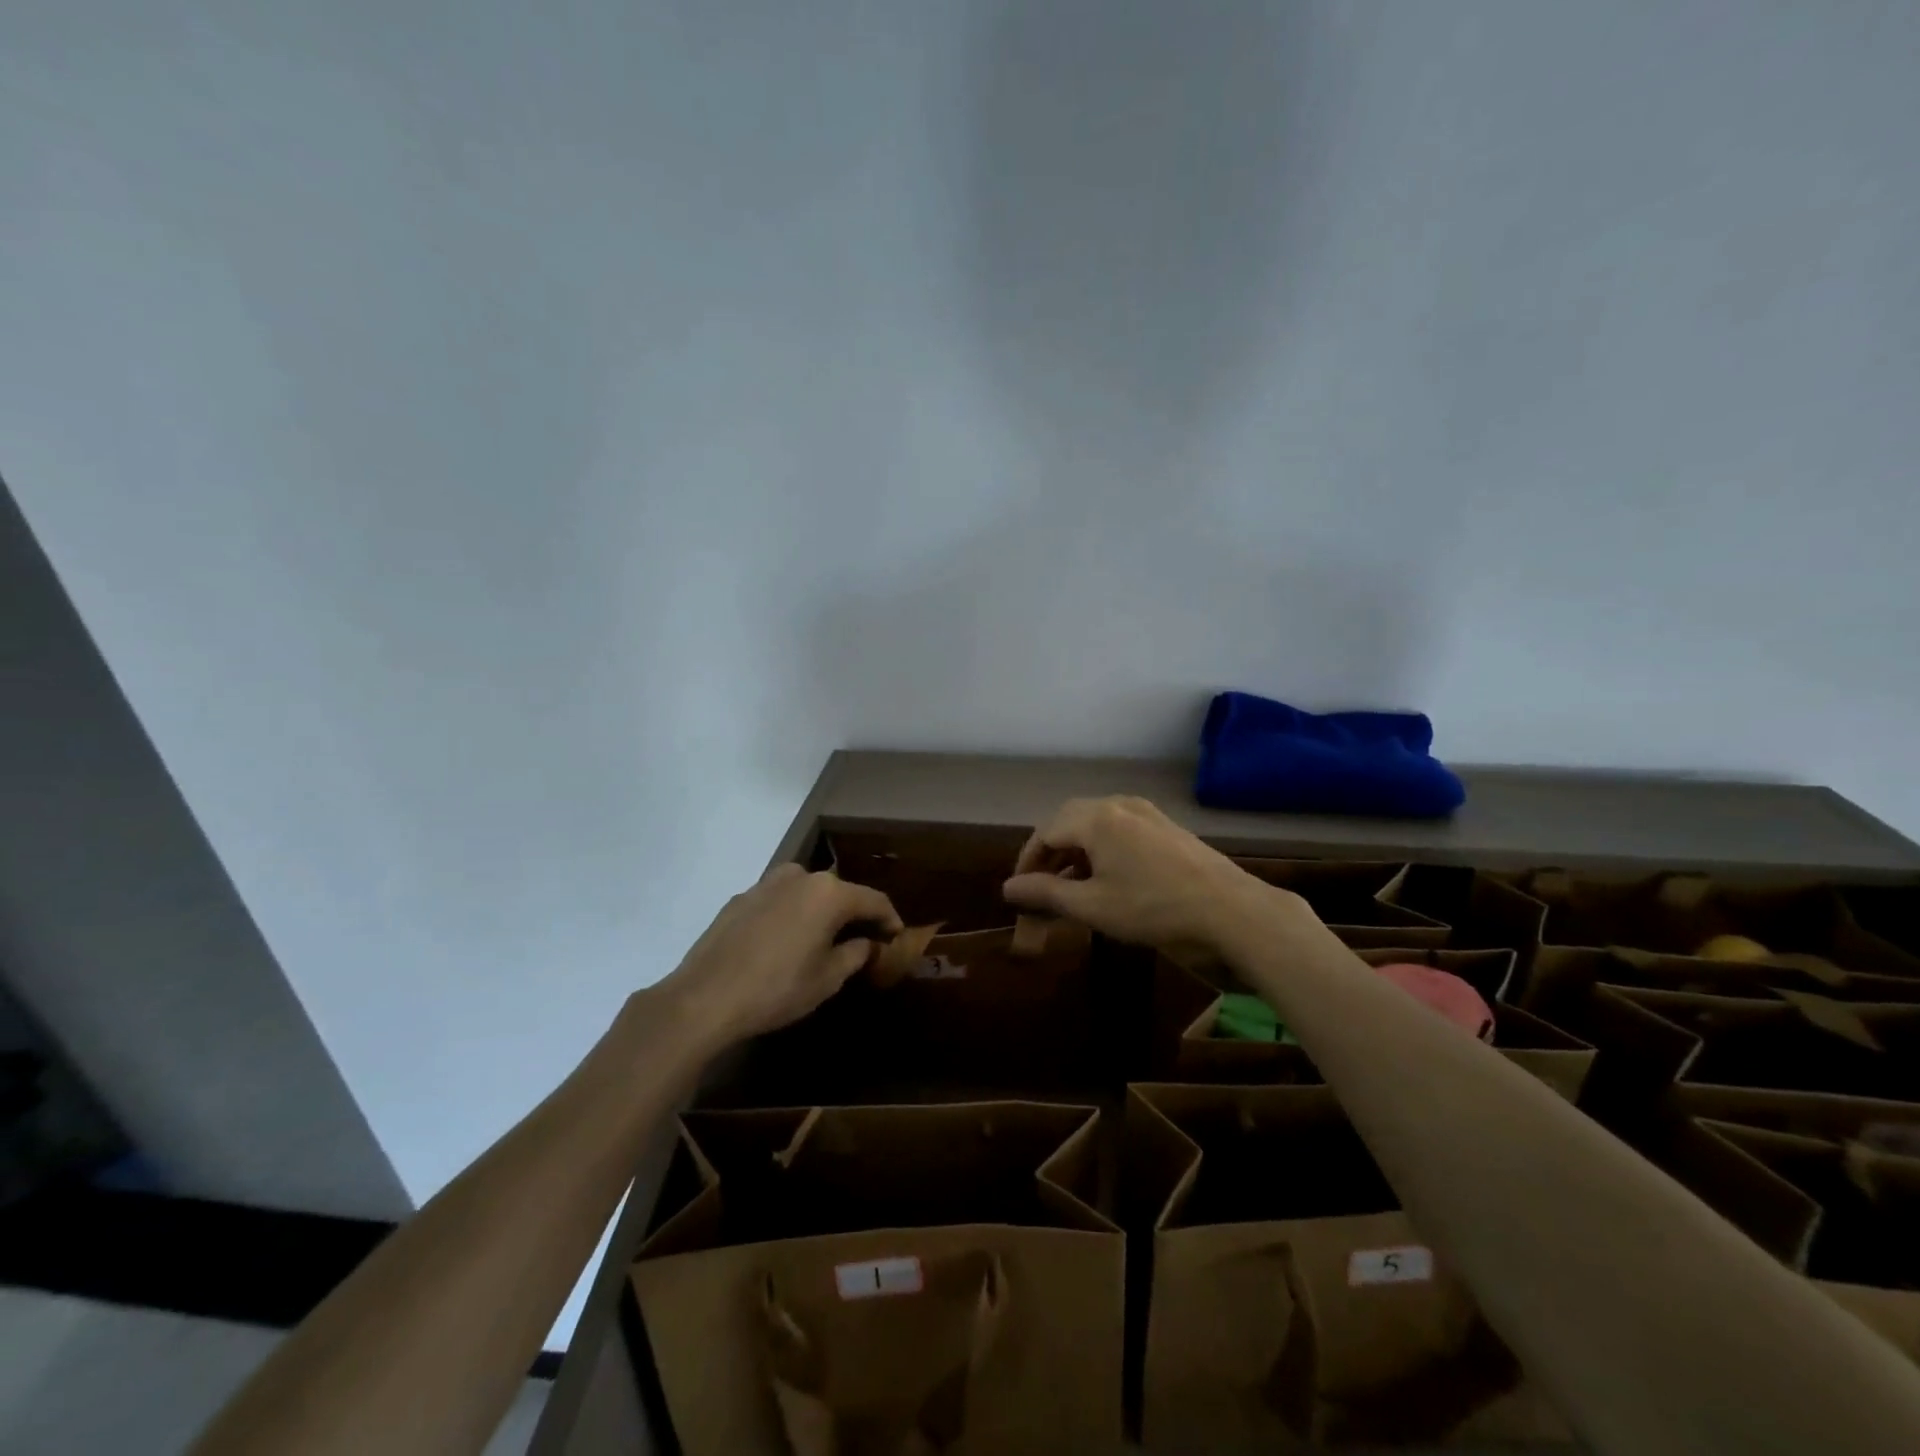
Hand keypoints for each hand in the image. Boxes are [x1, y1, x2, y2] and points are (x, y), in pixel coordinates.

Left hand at [652, 865, 901, 1053]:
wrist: (704, 998)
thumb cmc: (777, 989)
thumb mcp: (827, 979)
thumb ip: (855, 954)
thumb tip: (866, 942)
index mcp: (829, 893)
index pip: (874, 900)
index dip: (890, 919)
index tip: (897, 937)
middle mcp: (801, 876)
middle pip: (839, 892)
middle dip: (854, 914)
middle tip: (863, 940)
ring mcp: (767, 883)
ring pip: (807, 893)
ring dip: (820, 912)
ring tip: (823, 940)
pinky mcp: (741, 897)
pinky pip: (779, 901)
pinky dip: (791, 915)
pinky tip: (785, 943)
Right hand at [1002, 796, 1285, 954]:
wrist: (1230, 910)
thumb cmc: (1153, 908)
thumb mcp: (1093, 906)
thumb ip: (1046, 893)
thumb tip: (1008, 887)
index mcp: (1096, 818)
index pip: (1045, 832)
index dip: (1027, 861)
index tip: (1020, 892)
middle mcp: (1118, 805)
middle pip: (1069, 821)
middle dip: (1050, 854)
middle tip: (1042, 887)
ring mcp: (1146, 812)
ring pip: (1096, 824)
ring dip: (1076, 851)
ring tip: (1072, 886)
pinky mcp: (1166, 826)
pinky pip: (1120, 829)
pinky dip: (1102, 849)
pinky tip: (1107, 878)